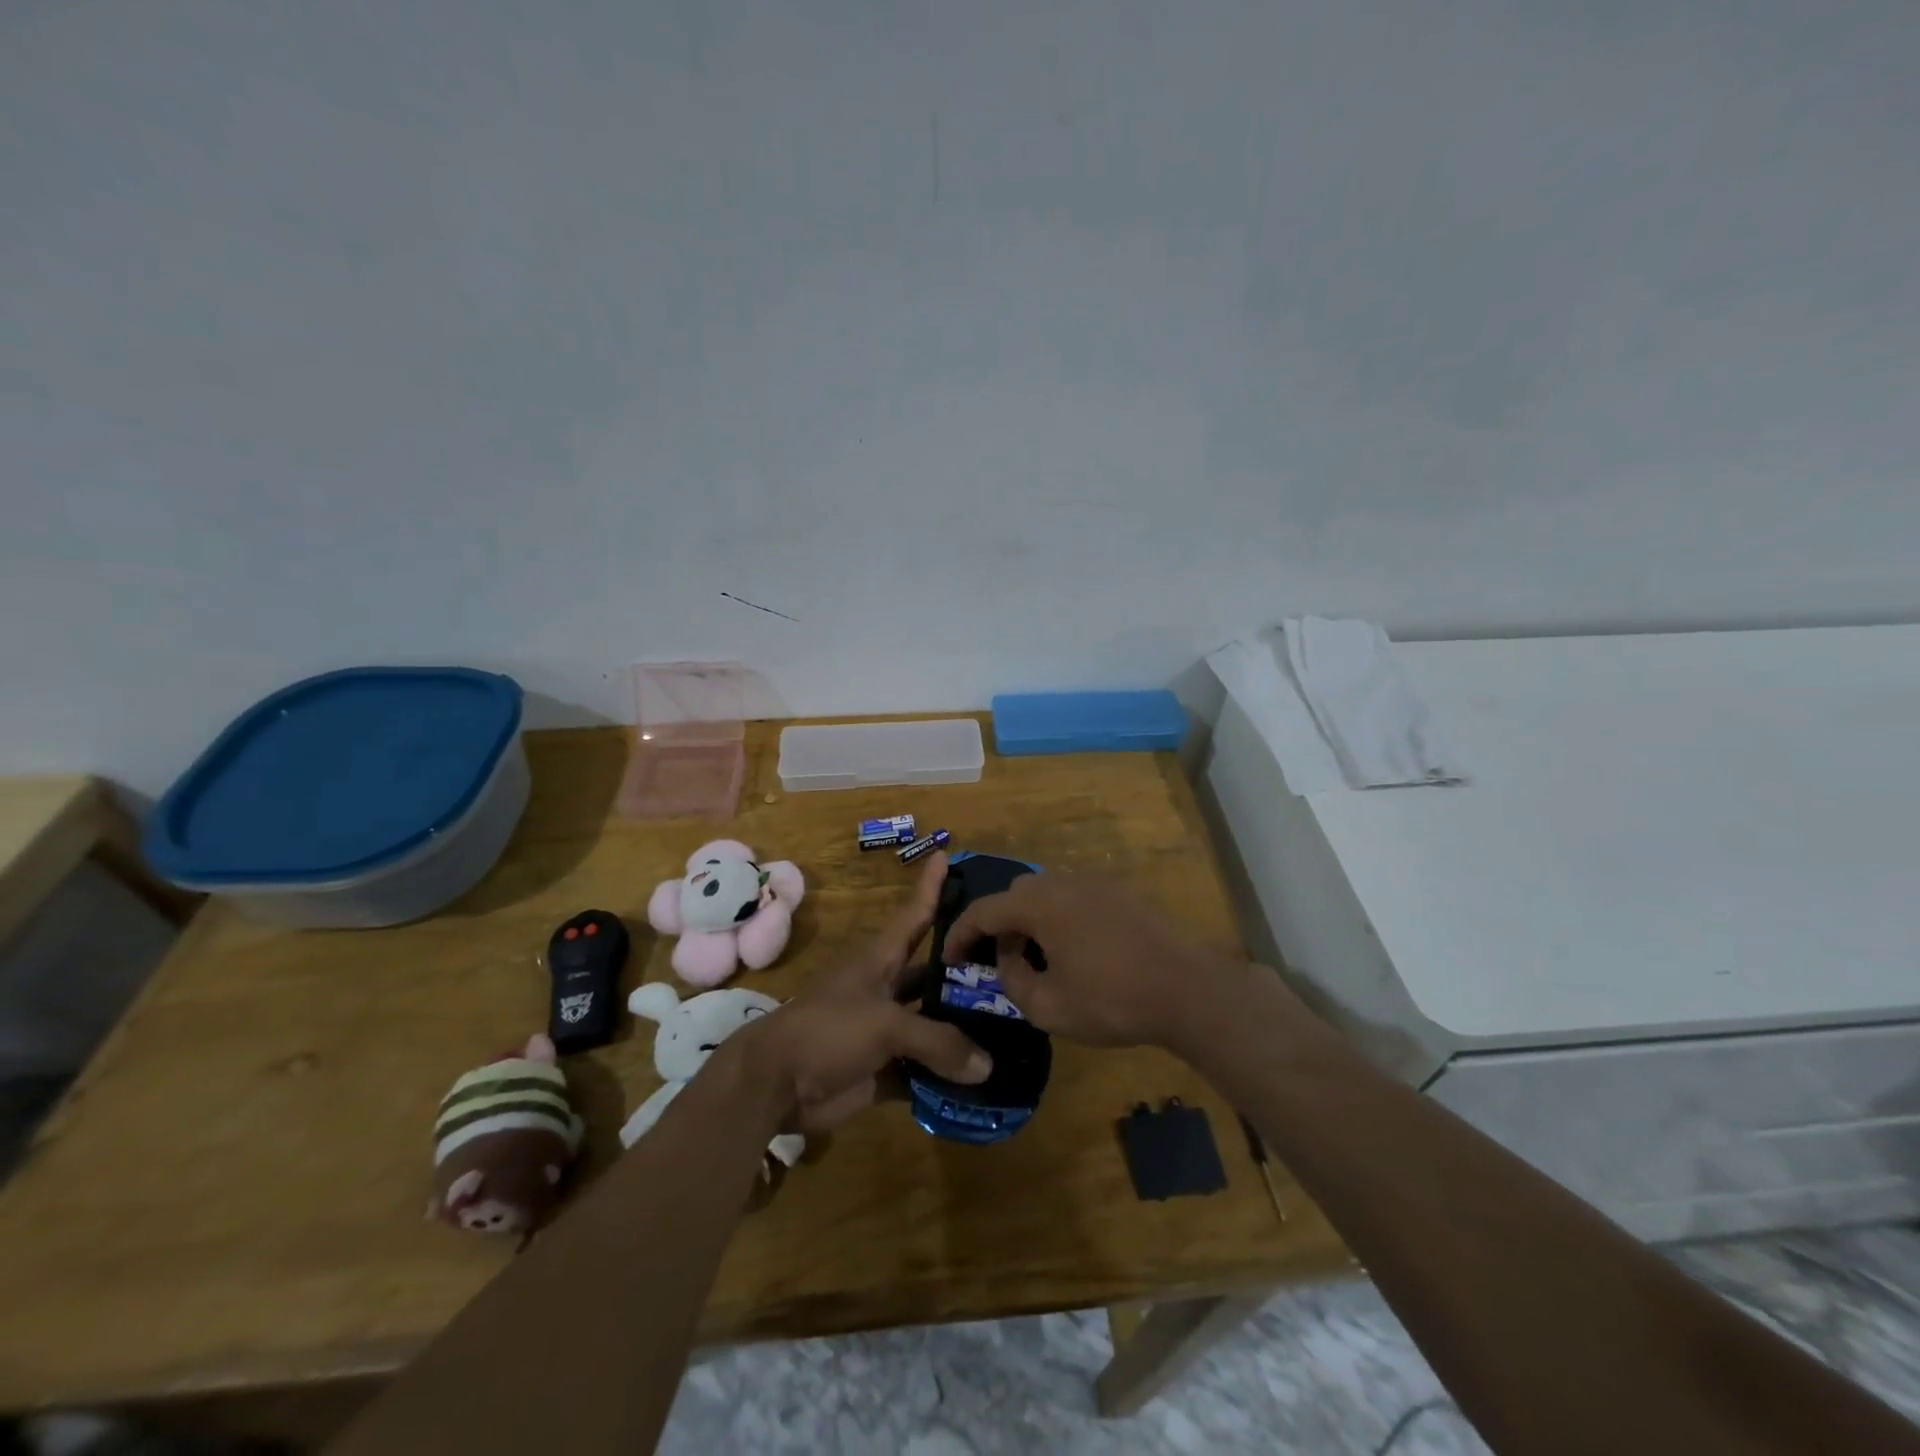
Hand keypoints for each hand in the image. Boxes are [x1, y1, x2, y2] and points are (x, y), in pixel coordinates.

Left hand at [736, 853, 990, 1132]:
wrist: (774, 1084)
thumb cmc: (827, 1030)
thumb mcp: (885, 1024)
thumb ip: (938, 1041)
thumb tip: (987, 1066)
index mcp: (880, 960)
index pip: (914, 915)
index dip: (931, 886)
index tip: (948, 854)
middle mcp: (885, 989)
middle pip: (932, 972)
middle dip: (966, 968)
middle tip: (1012, 963)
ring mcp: (884, 1030)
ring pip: (932, 1023)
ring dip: (963, 1028)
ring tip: (1011, 1026)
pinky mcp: (882, 1069)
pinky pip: (923, 1070)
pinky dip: (947, 1076)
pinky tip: (985, 1081)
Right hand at [940, 873, 1249, 1052]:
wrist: (1187, 988)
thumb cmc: (1111, 999)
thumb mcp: (1048, 1007)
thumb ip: (1013, 981)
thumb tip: (1008, 960)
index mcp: (1038, 904)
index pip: (983, 910)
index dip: (960, 934)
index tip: (950, 959)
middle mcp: (1061, 882)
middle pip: (1014, 895)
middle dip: (998, 926)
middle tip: (997, 961)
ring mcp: (1094, 883)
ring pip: (1045, 894)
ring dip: (1030, 921)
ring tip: (1036, 959)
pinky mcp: (1120, 893)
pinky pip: (1073, 898)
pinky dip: (1059, 918)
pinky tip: (1074, 952)